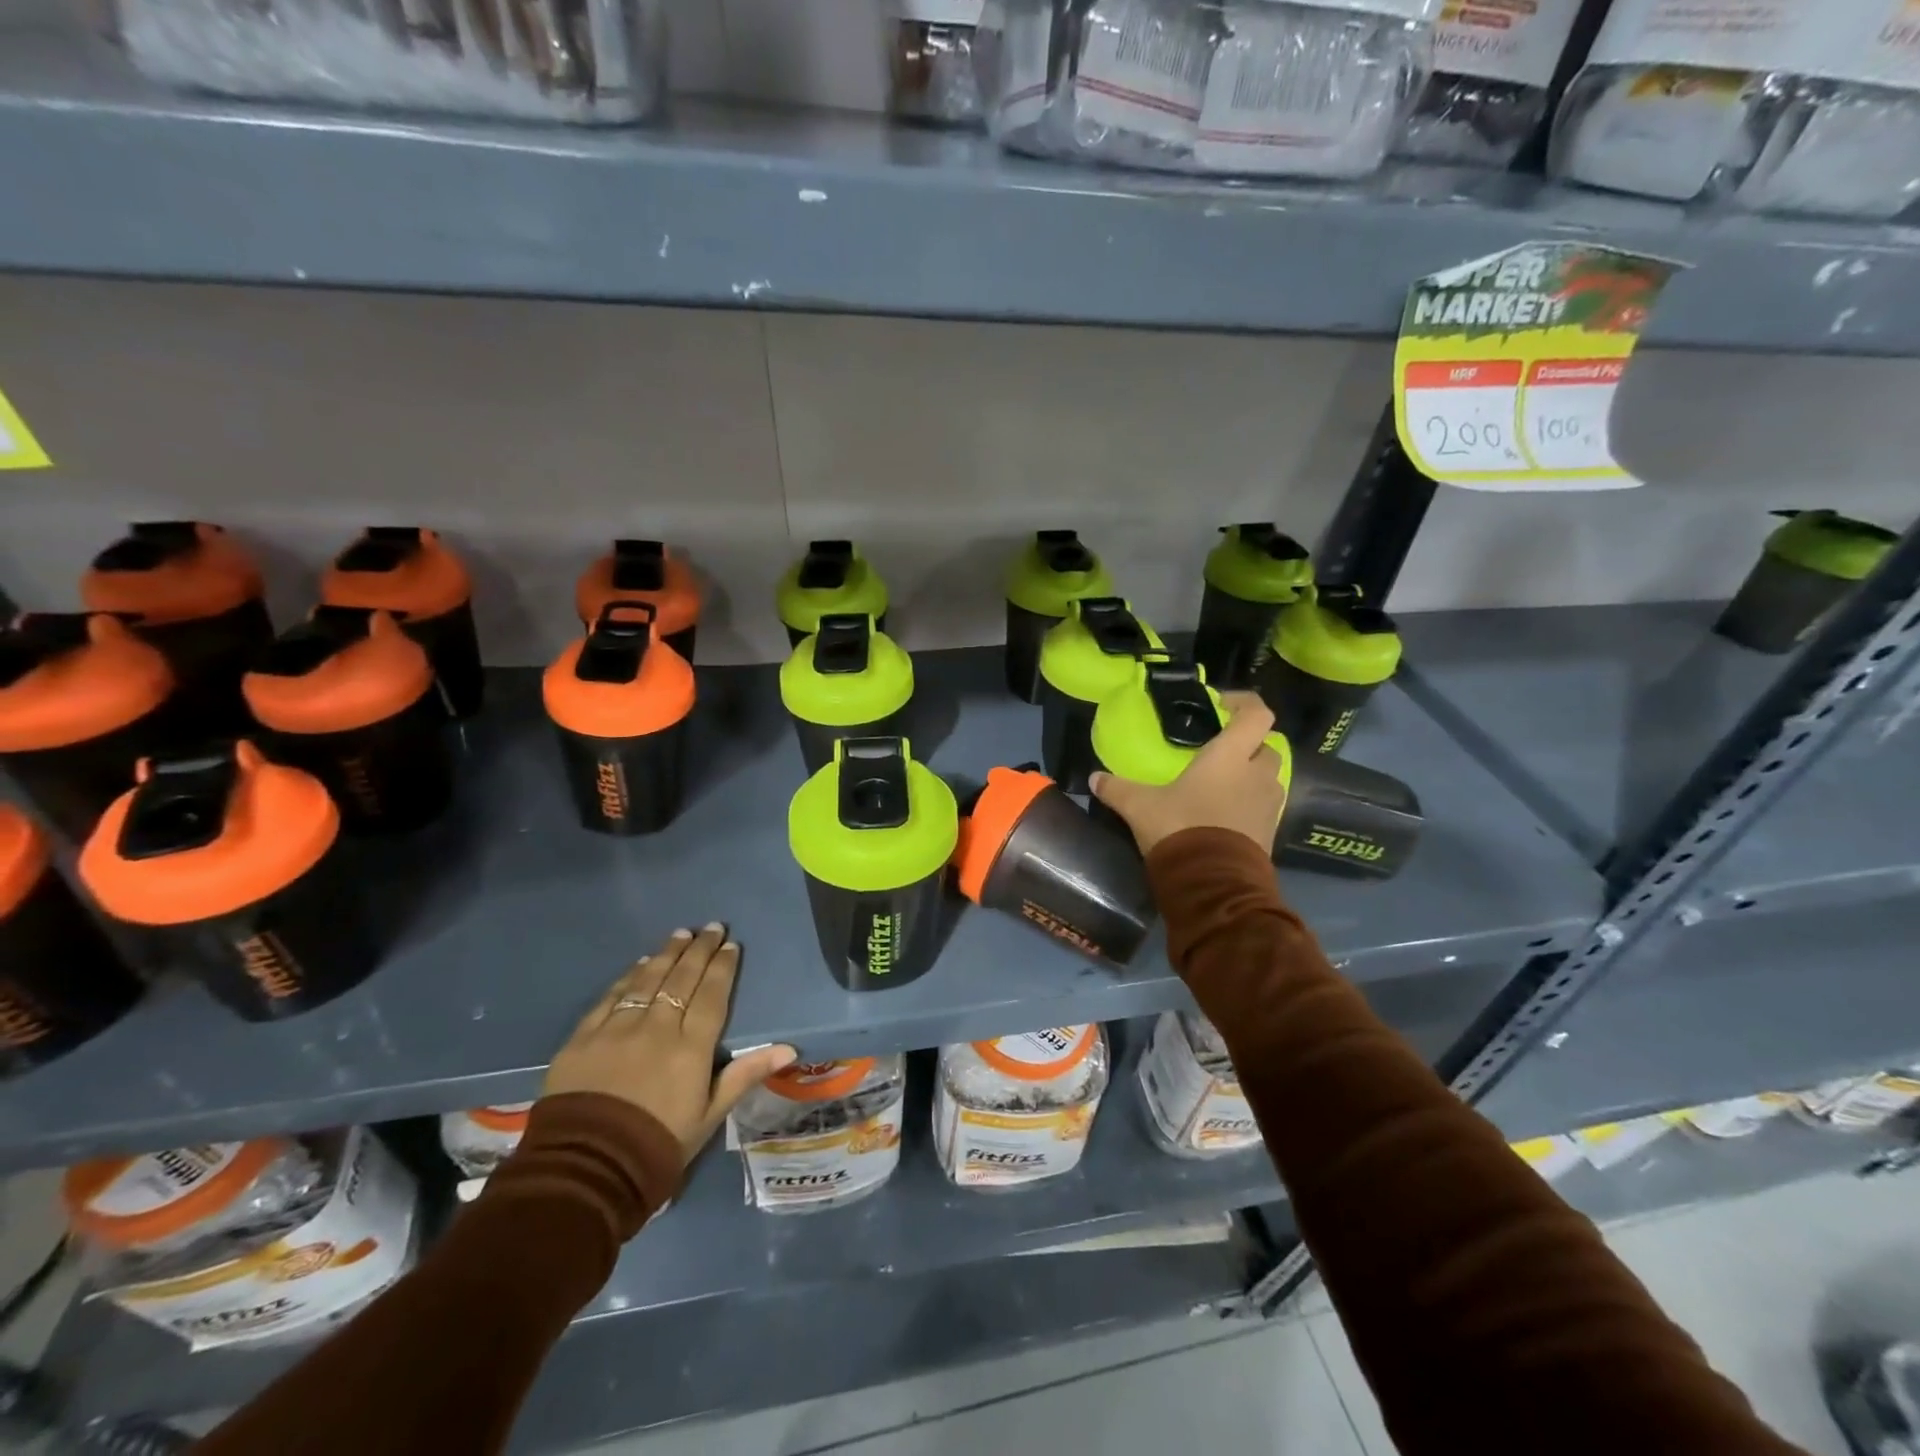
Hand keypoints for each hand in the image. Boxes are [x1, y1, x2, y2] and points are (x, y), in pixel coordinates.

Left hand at [545, 925, 796, 1160]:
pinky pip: (610, 997)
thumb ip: (745, 1074)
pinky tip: (639, 964)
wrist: (587, 1170)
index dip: (723, 967)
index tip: (731, 945)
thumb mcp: (710, 1115)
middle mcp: (657, 1027)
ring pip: (648, 979)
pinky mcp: (583, 1037)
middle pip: (682, 978)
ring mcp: (617, 1029)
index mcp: (691, 1047)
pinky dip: (628, 977)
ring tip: (681, 933)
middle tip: (712, 927)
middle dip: (699, 949)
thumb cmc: (658, 1144)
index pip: (712, 995)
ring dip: (667, 953)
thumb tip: (789, 1048)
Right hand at [1090, 692, 1286, 855]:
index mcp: (1230, 757)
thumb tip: (1093, 779)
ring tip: (1220, 784)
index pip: (1257, 715)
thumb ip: (1117, 789)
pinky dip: (1249, 804)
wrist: (1213, 885)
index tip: (1222, 705)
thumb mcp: (1139, 807)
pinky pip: (1264, 807)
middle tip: (1220, 750)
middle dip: (1248, 745)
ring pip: (1268, 779)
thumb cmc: (1180, 828)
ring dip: (1250, 776)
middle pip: (1267, 747)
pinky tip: (1222, 814)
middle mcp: (1257, 775)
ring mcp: (1269, 806)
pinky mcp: (1270, 833)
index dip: (1245, 703)